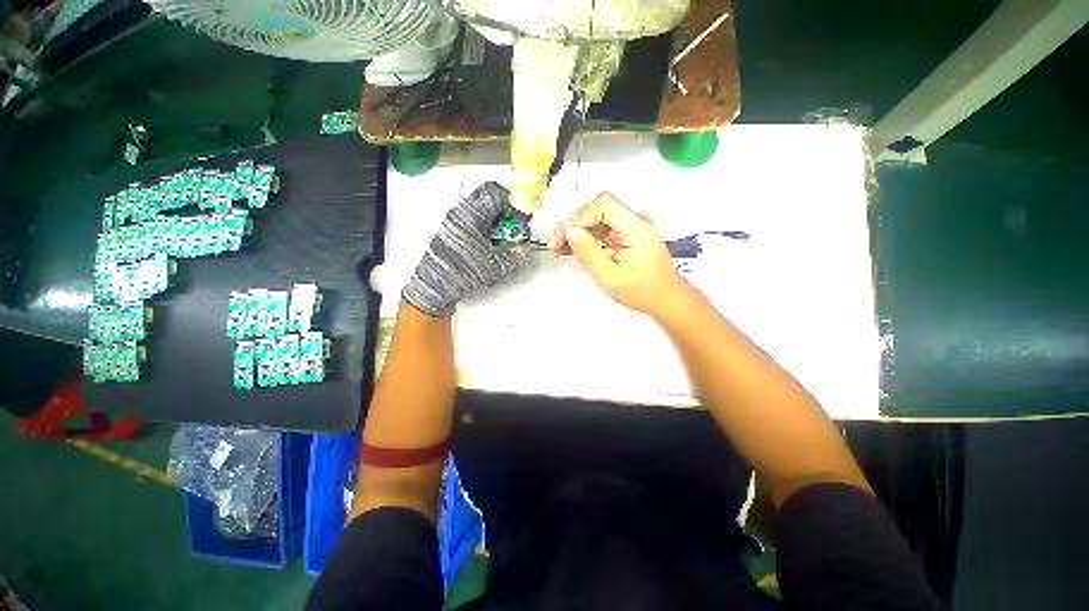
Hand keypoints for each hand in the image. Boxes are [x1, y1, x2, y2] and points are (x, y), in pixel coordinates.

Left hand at [403, 182, 528, 316]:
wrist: (435, 285)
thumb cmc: (461, 273)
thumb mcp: (496, 266)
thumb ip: (516, 255)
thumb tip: (523, 250)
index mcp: (471, 215)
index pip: (496, 194)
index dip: (513, 205)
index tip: (519, 220)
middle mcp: (461, 212)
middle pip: (486, 193)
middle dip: (504, 205)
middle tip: (511, 222)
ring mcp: (453, 219)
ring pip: (479, 204)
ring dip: (494, 215)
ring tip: (500, 235)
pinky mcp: (451, 228)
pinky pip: (471, 216)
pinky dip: (484, 223)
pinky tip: (488, 242)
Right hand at [552, 192, 687, 317]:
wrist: (666, 299)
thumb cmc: (644, 292)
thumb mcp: (610, 277)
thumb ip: (589, 253)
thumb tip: (571, 232)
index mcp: (636, 228)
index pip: (603, 205)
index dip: (579, 217)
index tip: (564, 236)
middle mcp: (636, 222)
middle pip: (598, 209)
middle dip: (574, 224)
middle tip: (557, 244)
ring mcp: (632, 228)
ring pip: (598, 219)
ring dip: (578, 231)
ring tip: (562, 248)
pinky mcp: (628, 235)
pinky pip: (603, 229)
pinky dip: (588, 238)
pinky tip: (575, 248)